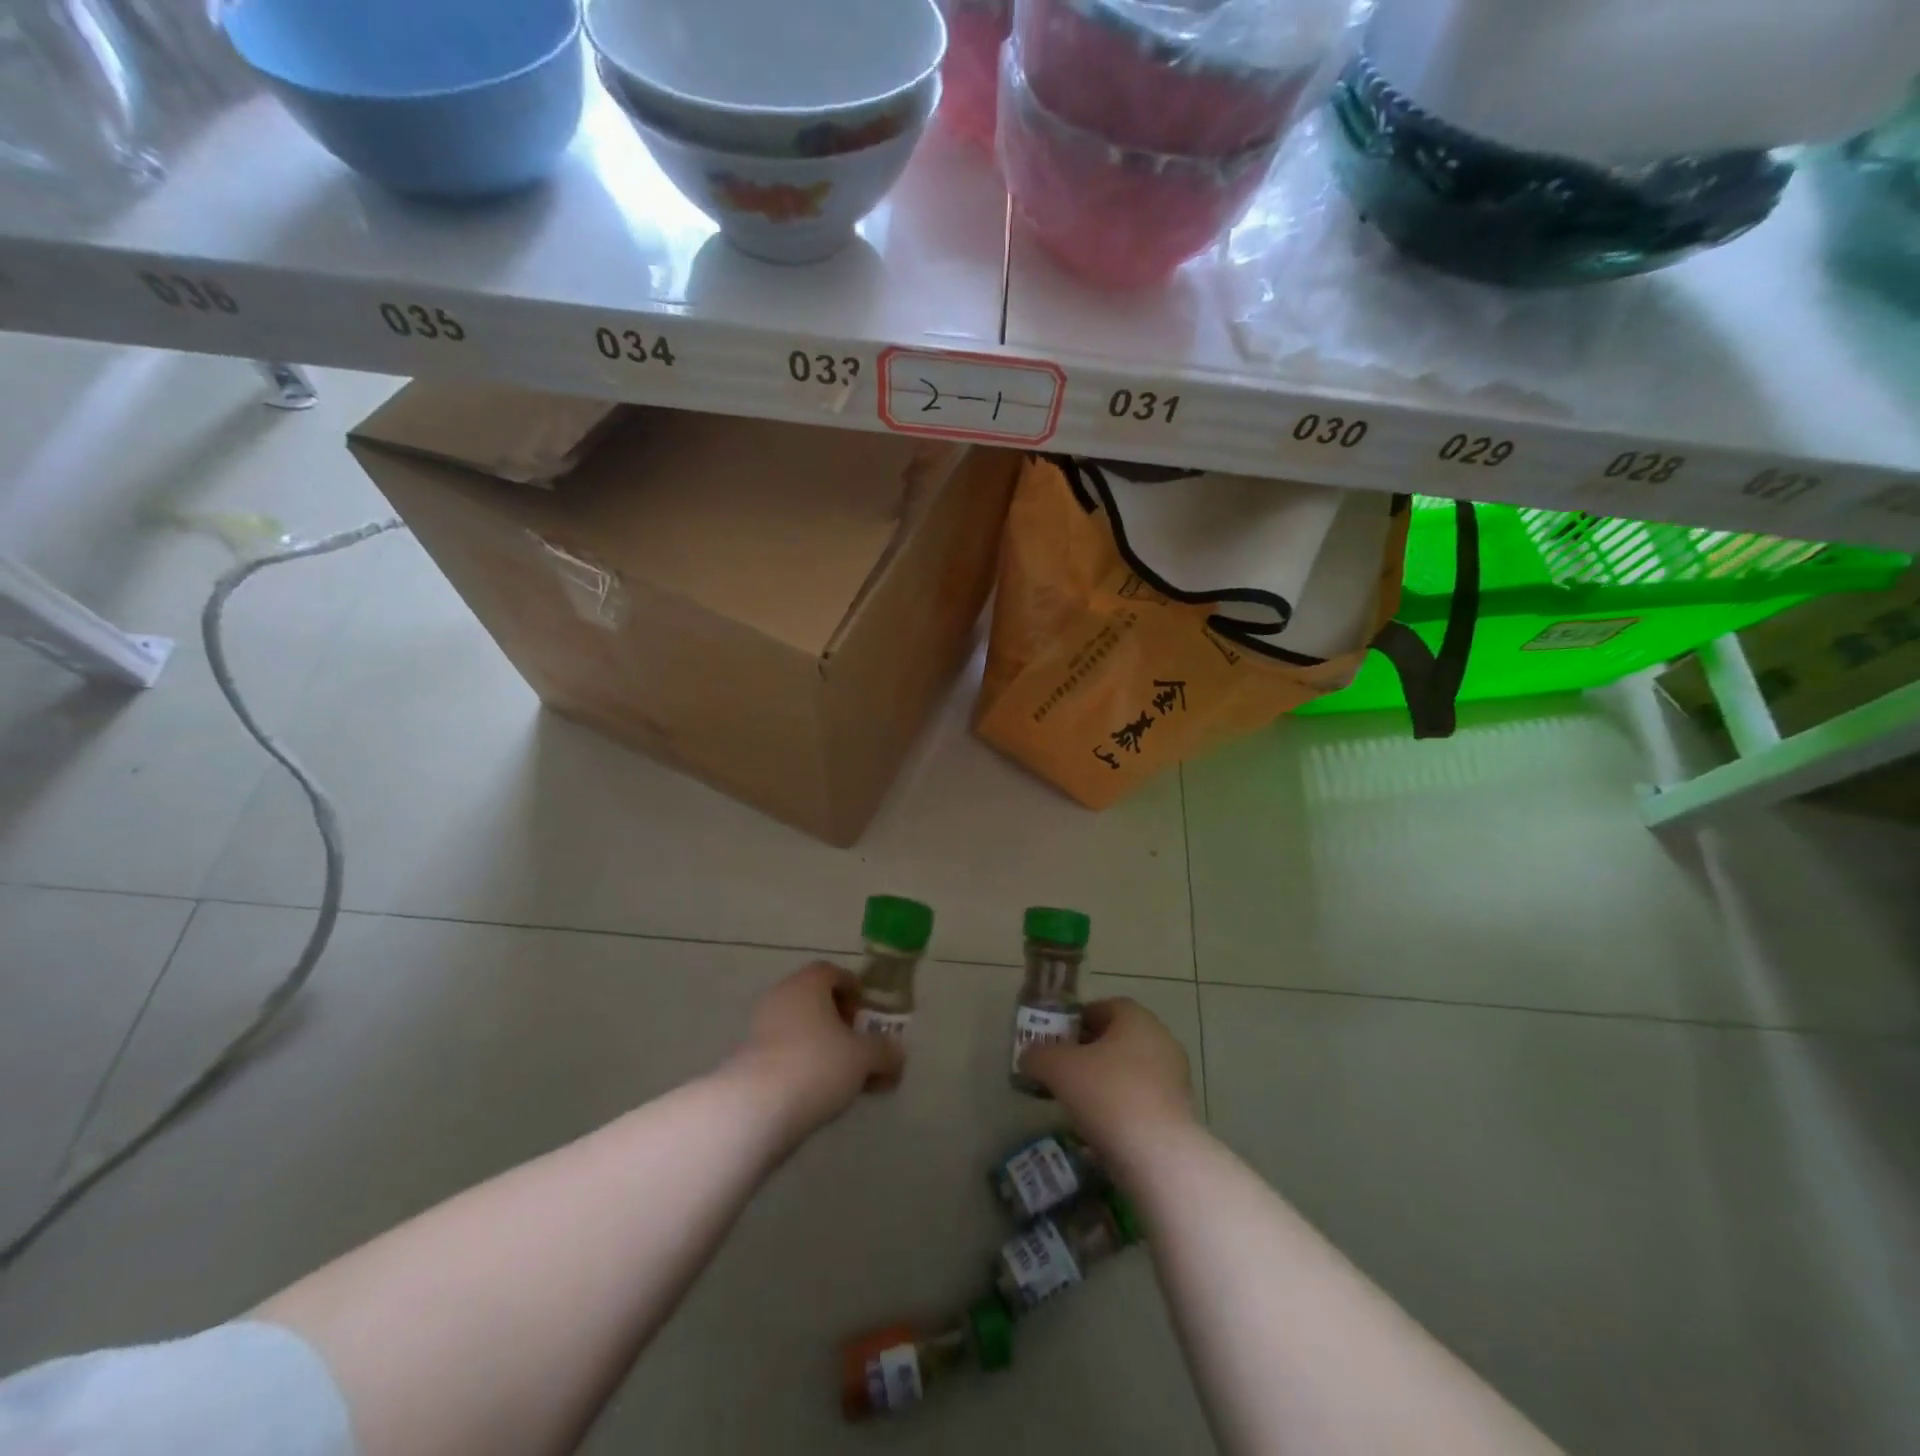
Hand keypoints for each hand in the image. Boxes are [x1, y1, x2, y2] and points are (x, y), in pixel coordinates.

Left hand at [726, 962, 902, 1141]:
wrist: (755, 1108)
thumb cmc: (817, 1065)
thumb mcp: (864, 1058)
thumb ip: (885, 1051)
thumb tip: (896, 1053)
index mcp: (807, 983)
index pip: (833, 972)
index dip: (854, 990)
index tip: (867, 1016)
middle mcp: (781, 996)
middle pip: (816, 1002)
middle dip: (841, 1024)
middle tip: (859, 1050)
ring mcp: (759, 1028)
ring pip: (800, 1030)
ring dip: (823, 1048)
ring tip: (844, 1080)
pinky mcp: (747, 1059)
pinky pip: (784, 1054)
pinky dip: (803, 1066)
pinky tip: (818, 1094)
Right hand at [1020, 998, 1194, 1158]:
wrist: (1158, 1156)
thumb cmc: (1108, 1094)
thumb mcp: (1059, 1069)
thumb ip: (1039, 1056)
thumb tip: (1028, 1056)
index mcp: (1138, 1020)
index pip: (1106, 1007)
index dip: (1079, 1019)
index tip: (1058, 1039)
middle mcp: (1161, 1041)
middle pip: (1119, 1038)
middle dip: (1090, 1050)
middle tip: (1063, 1068)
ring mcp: (1174, 1079)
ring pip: (1130, 1070)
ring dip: (1105, 1080)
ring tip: (1078, 1100)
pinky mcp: (1178, 1113)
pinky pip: (1142, 1098)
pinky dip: (1121, 1105)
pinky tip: (1101, 1125)